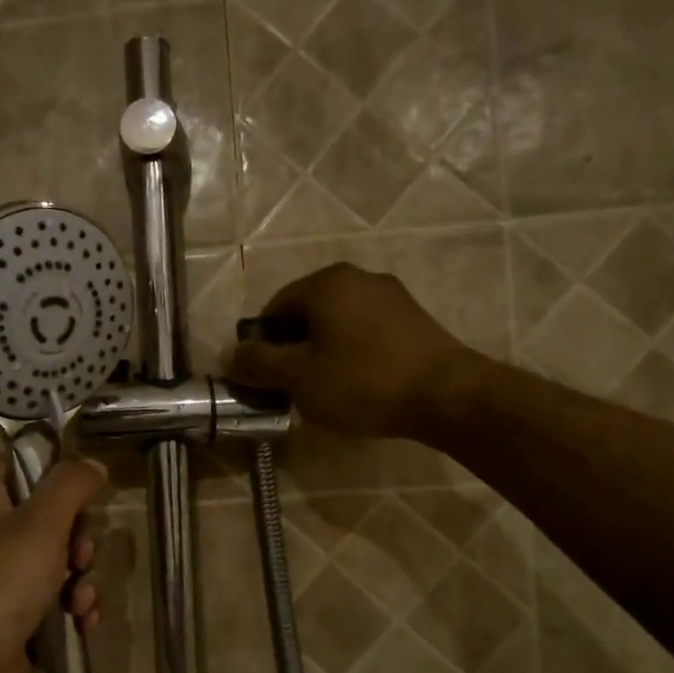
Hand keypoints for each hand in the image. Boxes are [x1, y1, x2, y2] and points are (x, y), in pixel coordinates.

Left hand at [0, 456, 105, 672]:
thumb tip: (93, 464)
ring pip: (60, 559)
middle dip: (79, 540)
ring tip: (80, 601)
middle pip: (52, 515)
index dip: (62, 477)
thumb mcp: (41, 522)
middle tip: (80, 557)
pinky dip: (72, 607)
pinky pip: (55, 596)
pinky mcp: (13, 611)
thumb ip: (72, 484)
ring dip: (81, 579)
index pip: (27, 465)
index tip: (89, 496)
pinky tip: (81, 622)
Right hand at [228, 263, 477, 439]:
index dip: (260, 345)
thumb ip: (258, 363)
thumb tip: (227, 354)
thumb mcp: (299, 377)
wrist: (447, 395)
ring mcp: (391, 296)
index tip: (262, 378)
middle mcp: (358, 278)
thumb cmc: (363, 381)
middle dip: (292, 350)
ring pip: (337, 324)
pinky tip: (358, 385)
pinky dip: (352, 355)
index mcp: (326, 283)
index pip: (274, 307)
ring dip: (321, 354)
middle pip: (306, 313)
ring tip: (324, 391)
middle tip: (290, 387)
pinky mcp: (414, 320)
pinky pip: (366, 333)